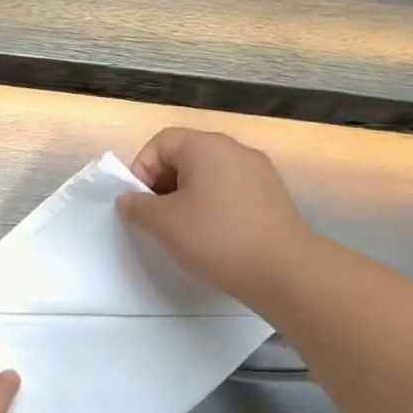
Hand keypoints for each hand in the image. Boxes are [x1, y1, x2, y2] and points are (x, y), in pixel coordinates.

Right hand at [117, 127, 310, 300]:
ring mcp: (258, 172)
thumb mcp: (163, 224)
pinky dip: (214, 209)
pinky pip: (230, 193)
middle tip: (157, 221)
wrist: (283, 270)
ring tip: (184, 233)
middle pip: (185, 157)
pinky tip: (214, 238)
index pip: (160, 143)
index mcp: (206, 146)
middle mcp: (234, 149)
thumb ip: (137, 207)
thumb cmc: (215, 238)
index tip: (139, 206)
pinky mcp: (272, 196)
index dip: (141, 171)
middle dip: (163, 186)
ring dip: (188, 199)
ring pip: (208, 177)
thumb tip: (129, 199)